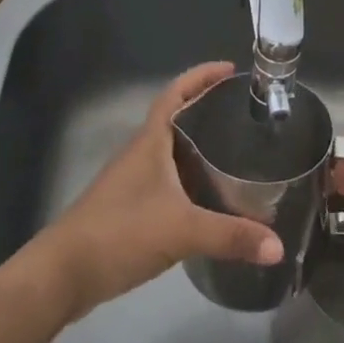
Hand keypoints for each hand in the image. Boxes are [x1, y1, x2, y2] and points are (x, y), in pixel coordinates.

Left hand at [35, 63, 282, 321]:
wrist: (64, 273)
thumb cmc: (121, 232)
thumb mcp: (182, 230)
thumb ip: (231, 236)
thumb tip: (279, 246)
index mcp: (151, 141)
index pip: (176, 92)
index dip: (201, 76)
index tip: (230, 69)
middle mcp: (142, 153)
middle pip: (177, 119)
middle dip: (208, 110)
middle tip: (244, 114)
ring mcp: (134, 181)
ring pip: (173, 153)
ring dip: (200, 149)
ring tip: (237, 154)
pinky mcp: (131, 209)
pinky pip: (168, 182)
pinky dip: (191, 182)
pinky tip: (210, 200)